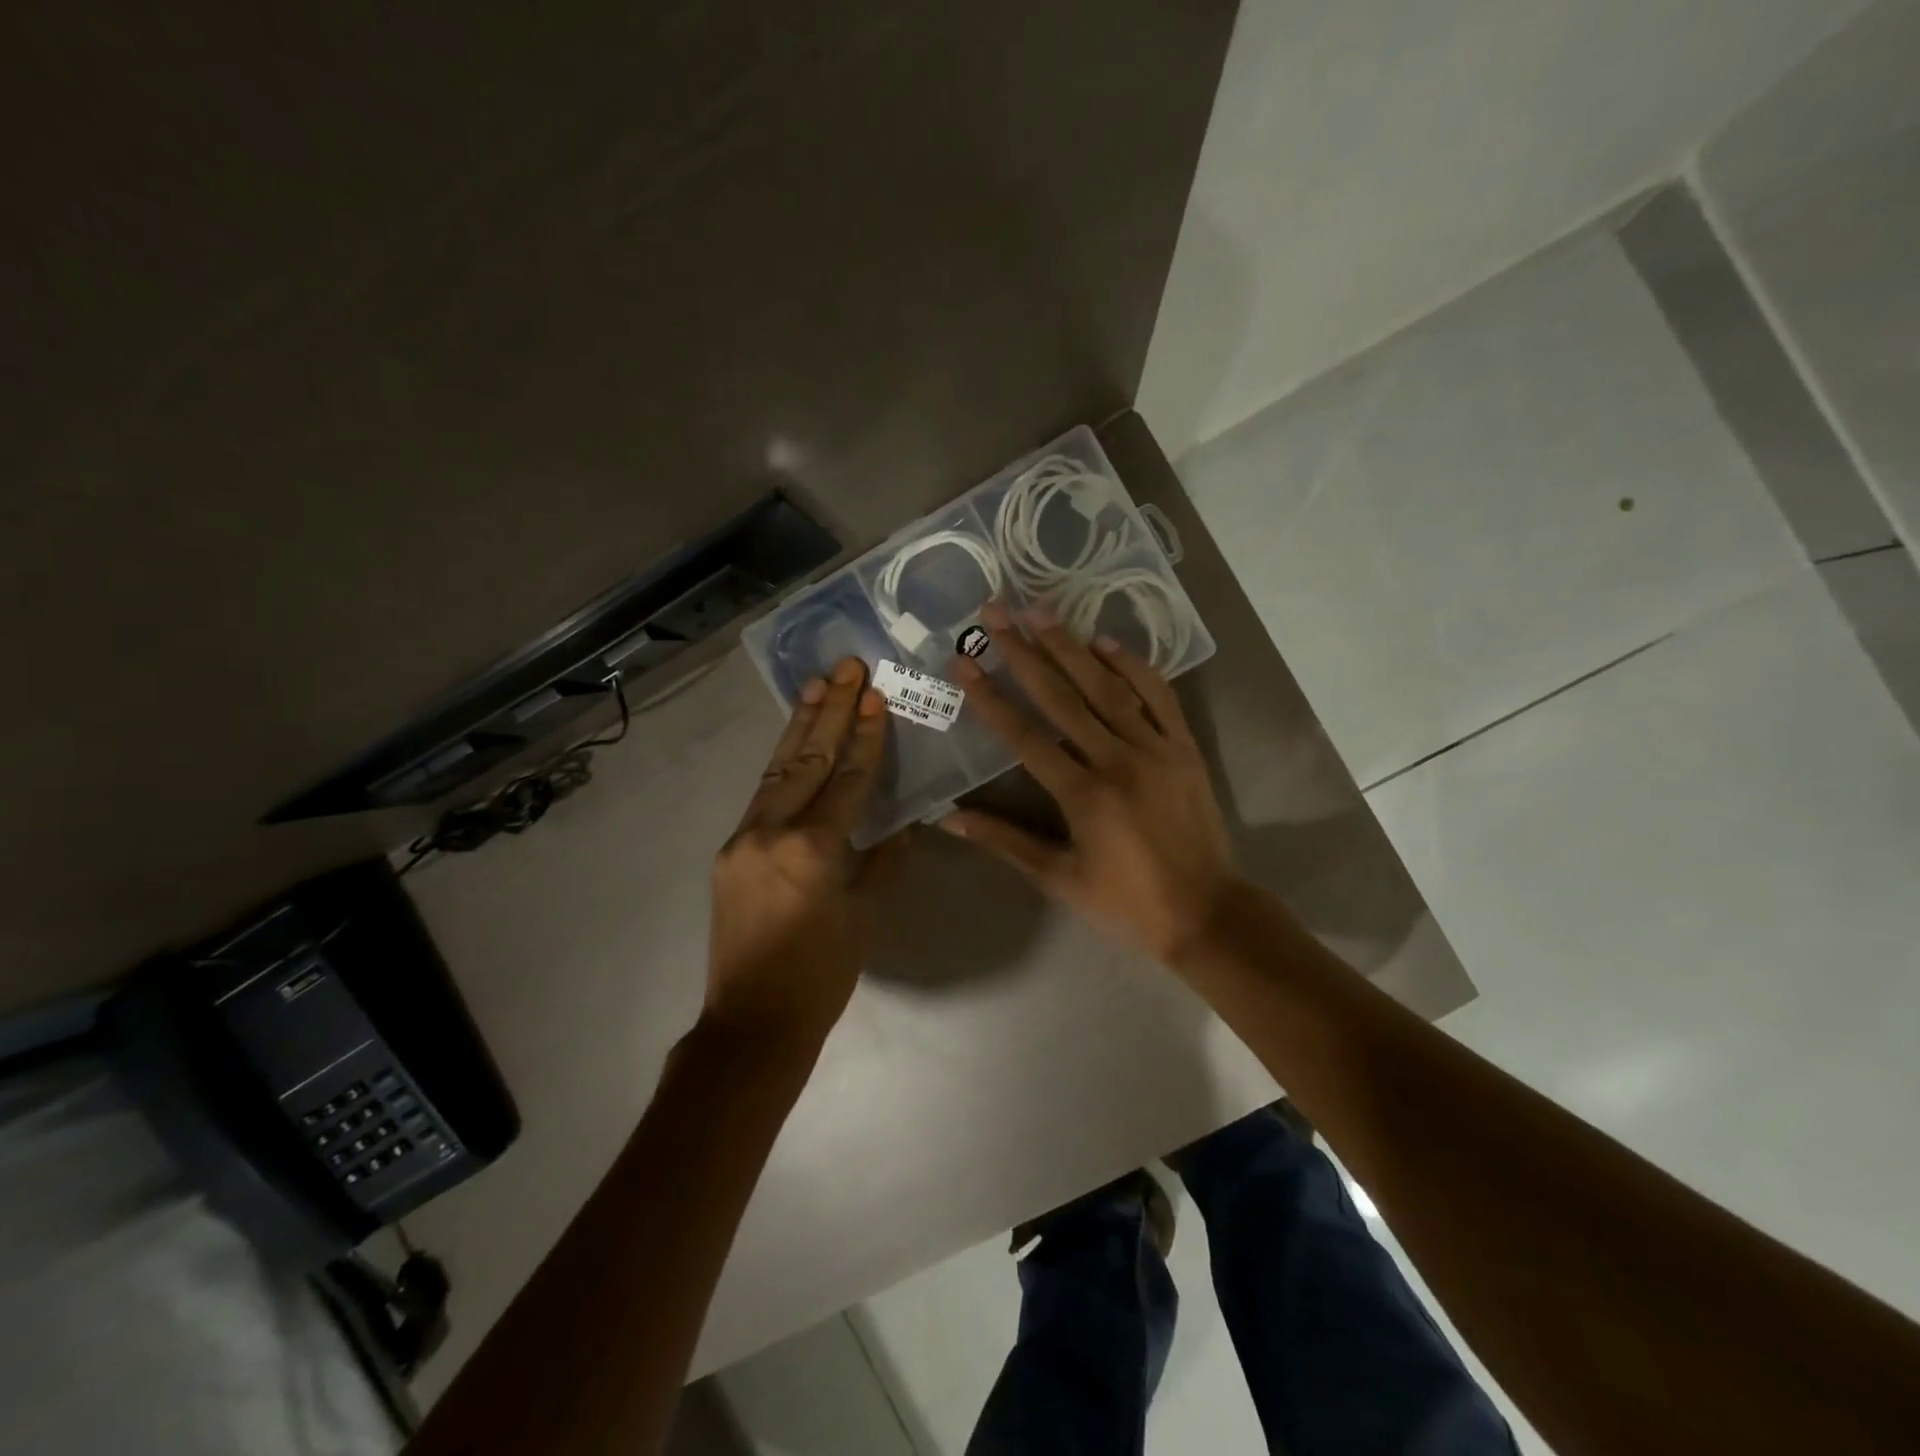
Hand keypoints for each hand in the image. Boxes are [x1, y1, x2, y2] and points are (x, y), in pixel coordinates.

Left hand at [707, 657, 891, 1043]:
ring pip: (777, 769)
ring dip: (800, 725)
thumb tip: (901, 824)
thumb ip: (884, 861)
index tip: (877, 697)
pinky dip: (782, 762)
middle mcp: (773, 831)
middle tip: (848, 667)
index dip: (866, 737)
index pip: (847, 780)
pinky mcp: (730, 850)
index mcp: (814, 849)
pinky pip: (762, 795)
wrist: (753, 1021)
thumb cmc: (822, 975)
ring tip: (817, 684)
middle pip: (807, 759)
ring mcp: (744, 838)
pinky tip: (793, 740)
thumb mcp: (867, 916)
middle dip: (832, 711)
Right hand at [940, 602, 1243, 965]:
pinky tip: (1105, 642)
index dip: (990, 697)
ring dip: (1071, 647)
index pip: (1025, 736)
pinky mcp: (1184, 748)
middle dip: (1024, 652)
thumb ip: (1004, 841)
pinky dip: (1133, 666)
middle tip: (996, 613)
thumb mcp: (1059, 878)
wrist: (1207, 914)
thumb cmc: (1126, 904)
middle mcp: (1117, 760)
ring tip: (1040, 611)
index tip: (964, 661)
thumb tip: (948, 817)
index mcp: (1082, 795)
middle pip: (1063, 697)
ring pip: (1108, 687)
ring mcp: (1156, 749)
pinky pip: (1158, 696)